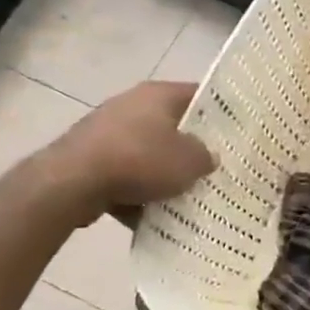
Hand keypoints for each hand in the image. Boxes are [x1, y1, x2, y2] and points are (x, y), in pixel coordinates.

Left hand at [46, 81, 215, 224]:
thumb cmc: (140, 160)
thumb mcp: (190, 161)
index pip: (200, 95)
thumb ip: (206, 157)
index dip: (222, 112)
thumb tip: (207, 157)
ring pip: (148, 152)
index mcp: (158, 94)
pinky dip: (138, 192)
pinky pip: (125, 175)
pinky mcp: (90, 158)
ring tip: (186, 196)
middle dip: (192, 147)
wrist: (71, 182)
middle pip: (173, 125)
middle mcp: (132, 104)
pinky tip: (153, 215)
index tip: (239, 132)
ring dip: (164, 173)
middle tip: (215, 167)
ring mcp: (107, 131)